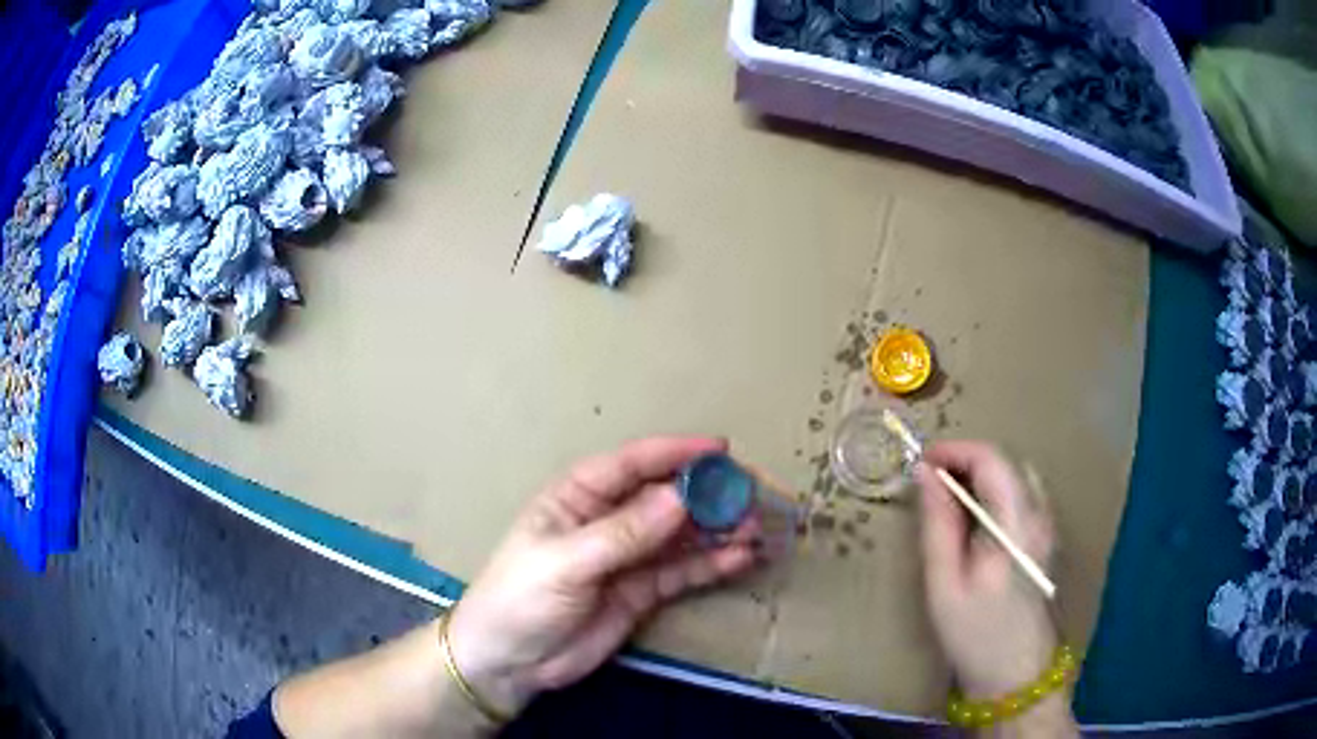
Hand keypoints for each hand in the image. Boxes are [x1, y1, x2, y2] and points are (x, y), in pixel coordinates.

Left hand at [447, 436, 759, 717]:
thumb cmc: (520, 599)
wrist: (509, 662)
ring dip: (717, 528)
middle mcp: (608, 520)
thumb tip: (681, 498)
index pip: (632, 464)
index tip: (721, 451)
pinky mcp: (642, 591)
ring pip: (681, 534)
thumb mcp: (567, 562)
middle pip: (664, 497)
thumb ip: (624, 534)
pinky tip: (742, 558)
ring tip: (755, 527)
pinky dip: (712, 564)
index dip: (676, 453)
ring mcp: (628, 557)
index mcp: (578, 497)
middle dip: (707, 494)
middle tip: (750, 495)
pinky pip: (682, 571)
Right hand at [916, 441, 1056, 699]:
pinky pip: (1022, 494)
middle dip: (966, 460)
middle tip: (929, 482)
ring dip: (981, 474)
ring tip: (947, 497)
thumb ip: (938, 524)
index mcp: (1017, 525)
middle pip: (1007, 461)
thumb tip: (924, 473)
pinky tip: (974, 519)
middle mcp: (1040, 515)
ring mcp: (1048, 525)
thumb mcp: (945, 583)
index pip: (992, 459)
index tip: (921, 462)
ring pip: (1016, 475)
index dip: (955, 450)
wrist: (1015, 673)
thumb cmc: (975, 633)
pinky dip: (995, 491)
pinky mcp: (1046, 537)